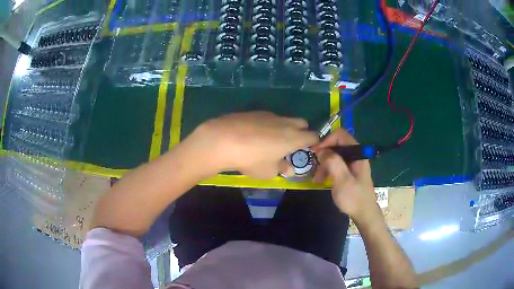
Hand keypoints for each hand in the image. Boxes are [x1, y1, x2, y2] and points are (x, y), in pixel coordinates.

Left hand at [183, 111, 317, 178]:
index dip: (313, 143)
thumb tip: (289, 169)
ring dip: (283, 128)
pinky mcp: (254, 112)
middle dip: (301, 132)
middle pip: (302, 123)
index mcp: (293, 137)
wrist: (222, 140)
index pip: (313, 136)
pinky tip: (253, 135)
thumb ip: (282, 168)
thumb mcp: (268, 171)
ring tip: (269, 142)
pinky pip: (268, 118)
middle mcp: (285, 122)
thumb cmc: (251, 159)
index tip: (307, 150)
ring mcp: (269, 115)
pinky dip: (267, 125)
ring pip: (284, 119)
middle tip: (290, 146)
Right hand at [312, 129, 379, 221]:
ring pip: (335, 156)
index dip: (327, 140)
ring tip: (316, 178)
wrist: (364, 214)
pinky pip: (336, 165)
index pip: (340, 135)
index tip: (315, 152)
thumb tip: (321, 150)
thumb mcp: (342, 180)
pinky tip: (322, 180)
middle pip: (336, 145)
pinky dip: (328, 170)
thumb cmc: (354, 198)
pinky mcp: (349, 172)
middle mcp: (356, 155)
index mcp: (358, 153)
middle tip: (314, 167)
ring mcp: (353, 164)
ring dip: (324, 164)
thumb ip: (333, 162)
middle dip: (324, 154)